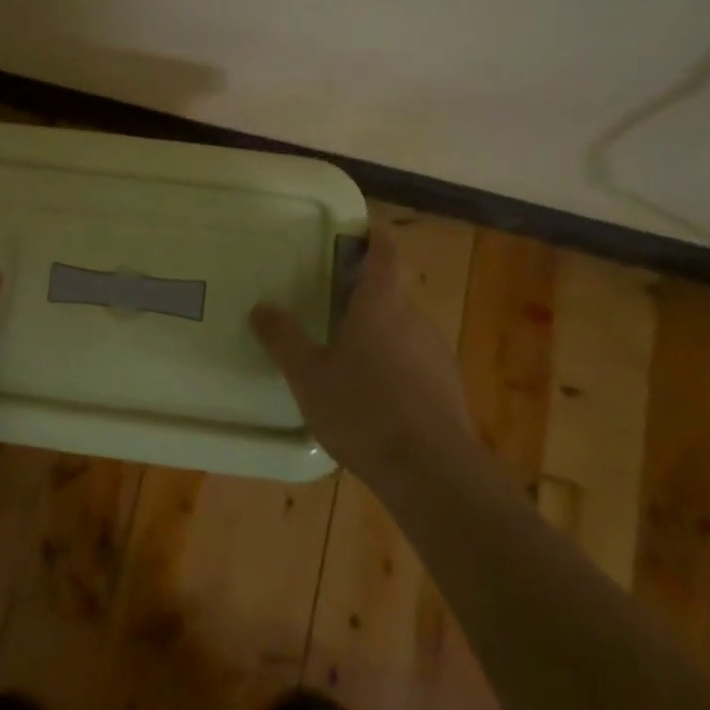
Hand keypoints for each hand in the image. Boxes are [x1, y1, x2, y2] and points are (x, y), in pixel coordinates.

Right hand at [250, 229, 472, 485]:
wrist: (433, 474)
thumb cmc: (363, 409)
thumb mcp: (308, 374)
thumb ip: (283, 338)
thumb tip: (260, 307)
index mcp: (381, 303)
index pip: (385, 251)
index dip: (371, 238)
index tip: (352, 236)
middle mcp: (414, 318)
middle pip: (391, 291)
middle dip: (363, 293)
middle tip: (329, 305)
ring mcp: (437, 353)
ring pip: (403, 328)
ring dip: (378, 332)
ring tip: (346, 355)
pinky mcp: (448, 387)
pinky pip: (416, 361)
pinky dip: (395, 365)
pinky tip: (374, 397)